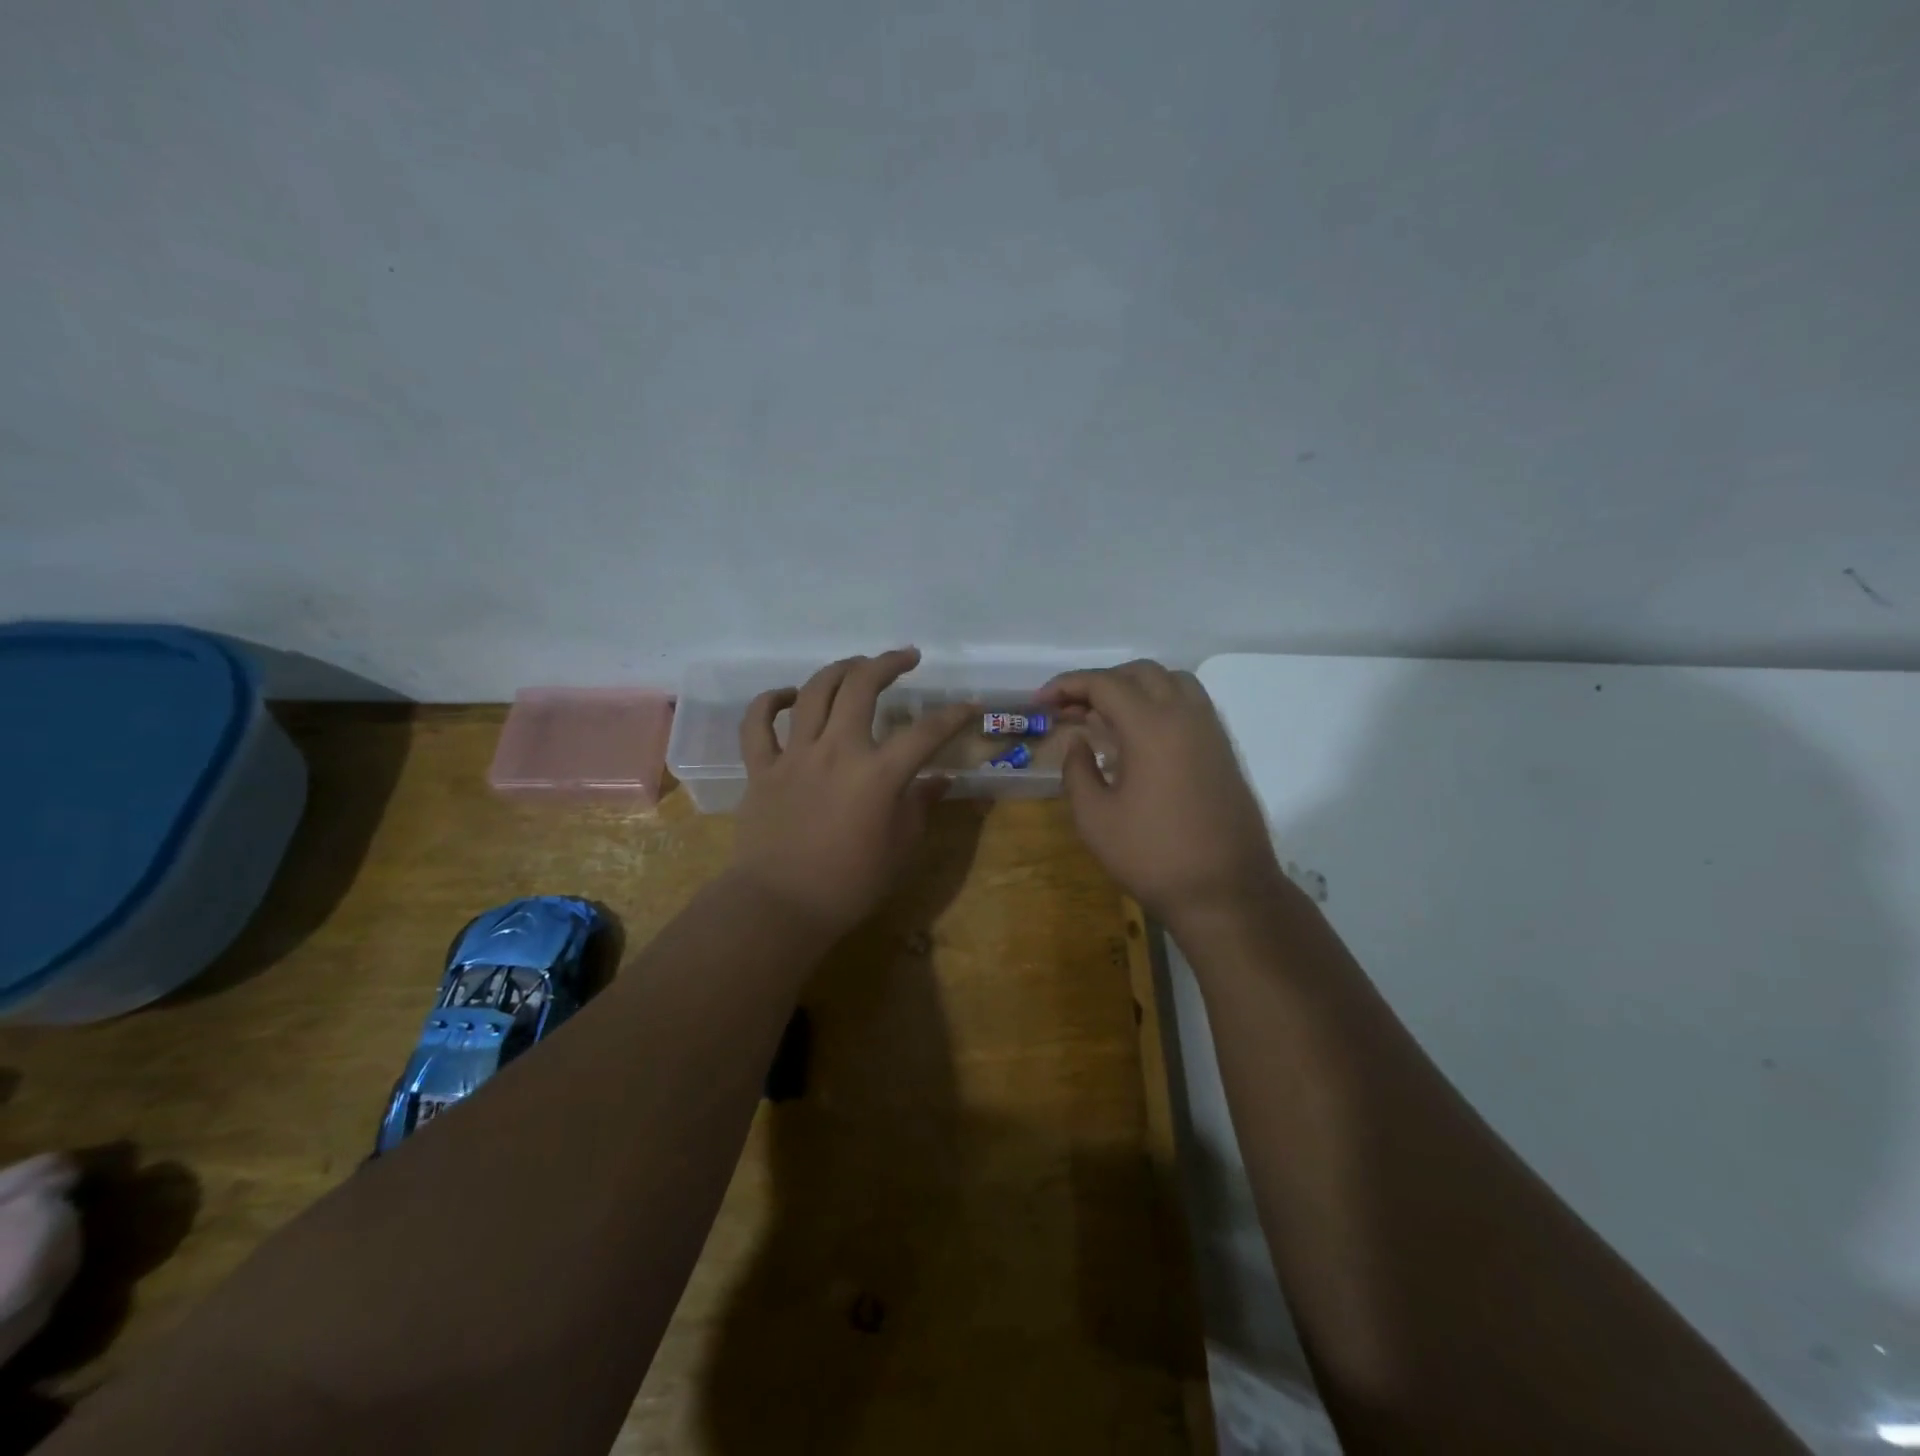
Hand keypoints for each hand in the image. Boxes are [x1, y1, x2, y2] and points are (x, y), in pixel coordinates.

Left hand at [729, 648, 974, 938]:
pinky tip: (787, 695)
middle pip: (861, 686)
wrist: (780, 906)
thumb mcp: (901, 848)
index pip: (926, 732)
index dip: (953, 715)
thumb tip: (939, 779)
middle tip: (906, 658)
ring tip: (856, 664)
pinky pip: (757, 723)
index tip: (969, 706)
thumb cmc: (850, 884)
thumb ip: (920, 806)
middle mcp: (837, 750)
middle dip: (888, 664)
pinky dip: (769, 701)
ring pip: (812, 692)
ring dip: (838, 669)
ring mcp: (795, 755)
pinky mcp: (762, 768)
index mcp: (878, 773)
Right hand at [1037, 661, 1282, 926]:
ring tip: (1105, 715)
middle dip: (1099, 682)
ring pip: (1171, 682)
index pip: (1104, 684)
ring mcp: (1211, 731)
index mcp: (1152, 726)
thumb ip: (1077, 770)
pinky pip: (1189, 704)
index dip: (1066, 686)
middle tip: (1069, 709)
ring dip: (1133, 687)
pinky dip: (1159, 702)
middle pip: (1139, 673)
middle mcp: (1185, 715)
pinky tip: (1139, 737)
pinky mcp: (1223, 750)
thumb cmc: (1152, 857)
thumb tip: (1078, 742)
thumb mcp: (1095, 819)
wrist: (1226, 892)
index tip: (1039, 703)